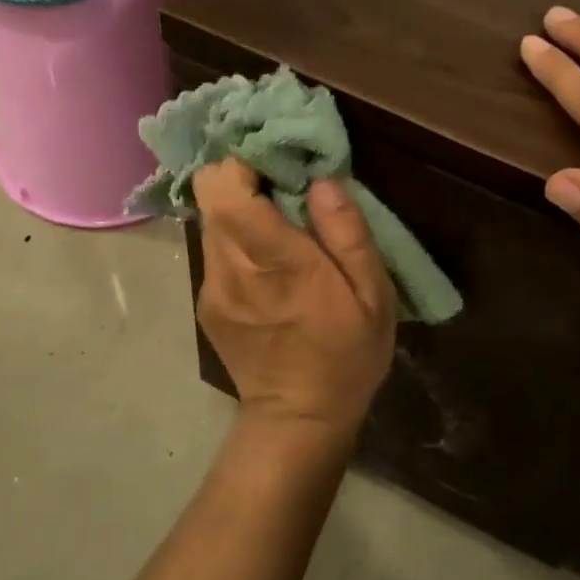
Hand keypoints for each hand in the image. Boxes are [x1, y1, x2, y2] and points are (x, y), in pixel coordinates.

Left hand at [193, 159, 395, 437]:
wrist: (298, 419)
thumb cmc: (346, 355)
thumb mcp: (373, 296)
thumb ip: (347, 233)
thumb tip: (322, 180)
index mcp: (276, 263)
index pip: (226, 189)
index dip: (244, 161)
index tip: (278, 159)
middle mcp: (231, 269)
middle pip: (211, 196)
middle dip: (243, 178)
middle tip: (282, 185)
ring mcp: (212, 288)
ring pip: (211, 221)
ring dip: (240, 210)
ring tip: (278, 222)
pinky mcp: (206, 303)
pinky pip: (215, 250)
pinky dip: (236, 241)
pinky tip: (266, 264)